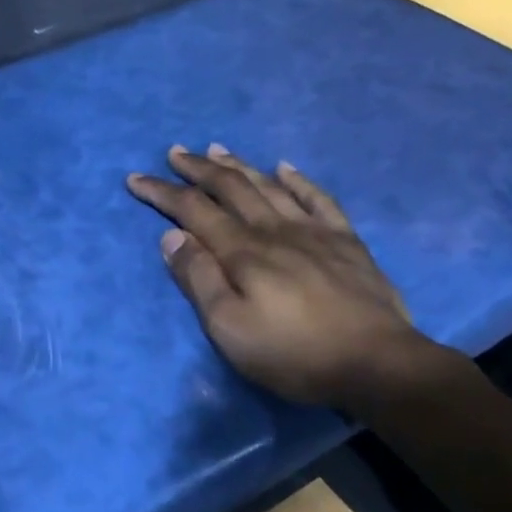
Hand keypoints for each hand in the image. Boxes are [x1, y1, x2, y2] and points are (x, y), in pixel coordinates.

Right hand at [126, 145, 453, 409]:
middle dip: (198, 168)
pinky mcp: (346, 241)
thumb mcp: (230, 328)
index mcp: (242, 252)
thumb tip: (172, 236)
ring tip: (218, 148)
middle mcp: (274, 230)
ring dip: (239, 165)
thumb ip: (199, 279)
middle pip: (230, 188)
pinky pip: (318, 198)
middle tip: (175, 151)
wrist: (376, 362)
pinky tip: (285, 167)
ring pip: (268, 186)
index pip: (193, 211)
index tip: (136, 178)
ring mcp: (314, 231)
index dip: (162, 192)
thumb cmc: (293, 353)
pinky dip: (298, 180)